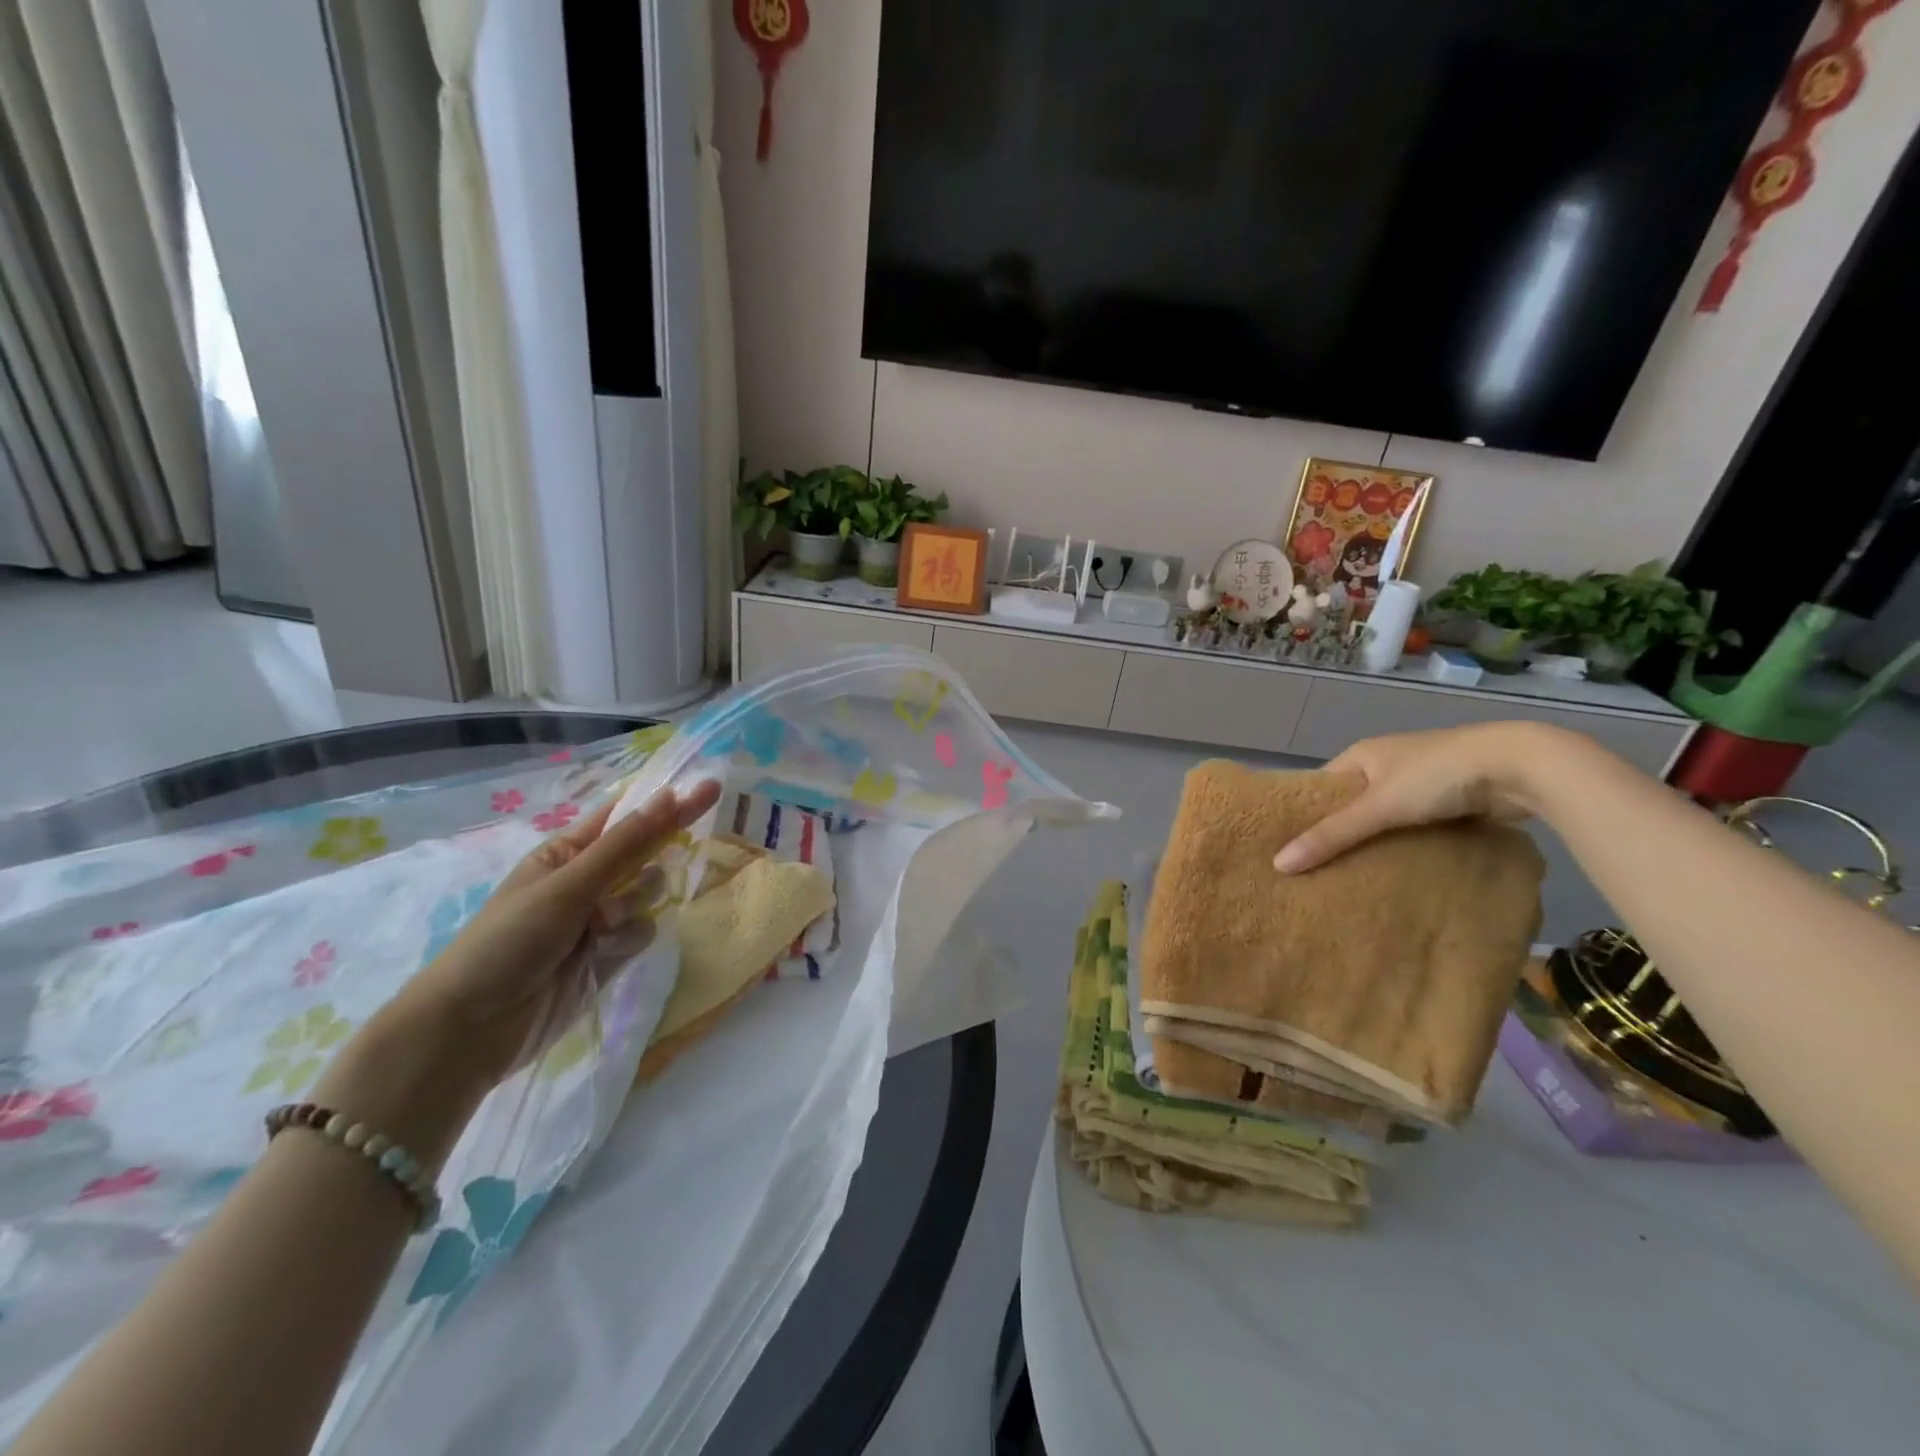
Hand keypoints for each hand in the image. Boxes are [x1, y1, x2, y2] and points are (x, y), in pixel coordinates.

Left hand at [314, 778, 720, 1167]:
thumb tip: (673, 794)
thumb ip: (627, 843)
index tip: (708, 790)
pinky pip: (643, 932)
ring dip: (632, 909)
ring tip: (598, 931)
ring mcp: (598, 919)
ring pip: (649, 896)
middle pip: (645, 856)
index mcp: (567, 852)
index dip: (665, 803)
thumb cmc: (509, 940)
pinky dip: (627, 942)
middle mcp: (587, 880)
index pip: (626, 816)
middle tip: (651, 866)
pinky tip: (601, 958)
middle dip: (646, 867)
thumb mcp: (568, 885)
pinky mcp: (609, 955)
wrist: (475, 1029)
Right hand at [1273, 723, 1558, 873]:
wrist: (1521, 766)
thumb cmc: (1436, 775)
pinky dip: (1408, 845)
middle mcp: (1389, 763)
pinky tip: (1399, 870)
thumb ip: (1331, 835)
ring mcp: (1423, 781)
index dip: (1306, 815)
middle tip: (1318, 871)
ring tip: (1354, 878)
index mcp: (1363, 753)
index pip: (1322, 787)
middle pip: (1354, 803)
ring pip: (1387, 817)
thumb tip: (1278, 864)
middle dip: (1341, 833)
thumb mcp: (1378, 806)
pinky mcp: (1453, 799)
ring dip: (1377, 842)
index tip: (1290, 848)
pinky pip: (1417, 826)